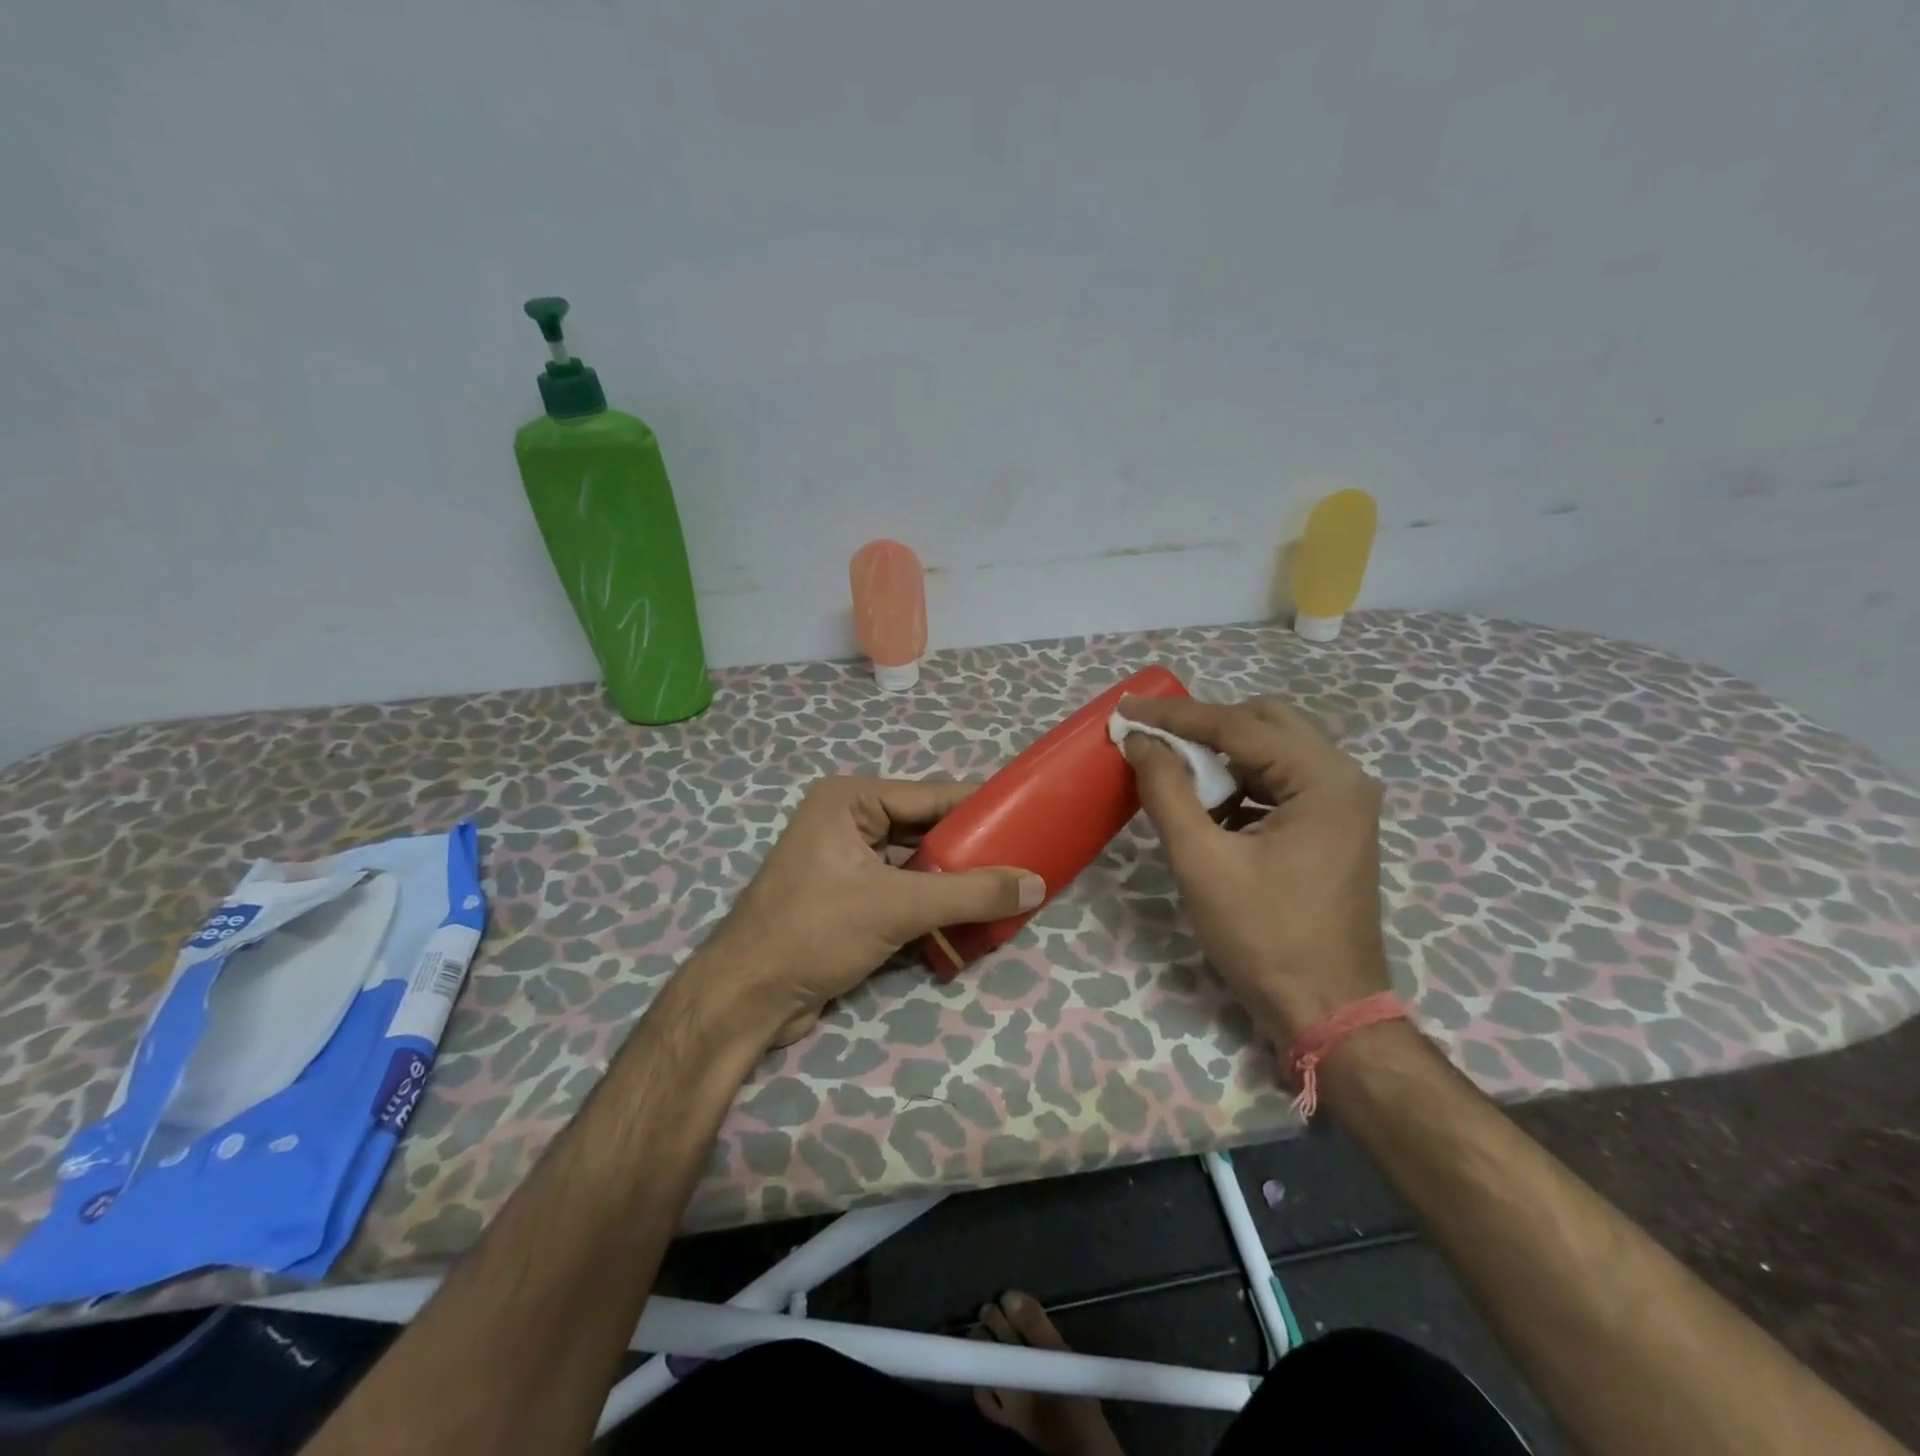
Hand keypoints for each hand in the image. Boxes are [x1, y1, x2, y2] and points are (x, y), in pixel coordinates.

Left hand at [697, 777, 1044, 1047]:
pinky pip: (903, 892)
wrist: (747, 999)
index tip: (1031, 816)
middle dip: (972, 851)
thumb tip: (1036, 884)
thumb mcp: (897, 906)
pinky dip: (933, 906)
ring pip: (917, 865)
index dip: (981, 807)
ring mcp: (845, 862)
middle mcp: (847, 822)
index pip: (930, 796)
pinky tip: (971, 920)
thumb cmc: (815, 931)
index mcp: (850, 801)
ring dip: (956, 882)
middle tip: (1025, 861)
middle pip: (925, 831)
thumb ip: (970, 893)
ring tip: (1008, 891)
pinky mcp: (847, 899)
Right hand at [1116, 695, 1388, 1043]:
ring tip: (1173, 770)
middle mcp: (1343, 778)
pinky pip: (1280, 781)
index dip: (1176, 716)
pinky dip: (1240, 782)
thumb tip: (1140, 742)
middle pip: (1265, 723)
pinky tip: (1208, 805)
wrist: (1326, 1010)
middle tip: (1152, 738)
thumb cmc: (1264, 937)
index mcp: (1323, 780)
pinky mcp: (1333, 825)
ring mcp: (1343, 803)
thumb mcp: (1202, 861)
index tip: (1125, 710)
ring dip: (1221, 754)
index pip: (1238, 726)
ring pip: (1274, 749)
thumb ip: (1168, 791)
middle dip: (1204, 726)